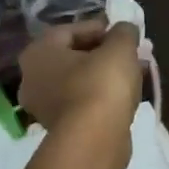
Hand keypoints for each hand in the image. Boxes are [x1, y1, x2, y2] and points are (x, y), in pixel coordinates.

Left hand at [17, 19, 142, 133]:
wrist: (94, 140)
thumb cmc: (101, 83)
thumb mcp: (119, 48)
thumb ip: (123, 32)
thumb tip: (125, 29)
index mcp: (38, 51)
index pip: (71, 30)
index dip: (101, 28)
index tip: (125, 33)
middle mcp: (32, 77)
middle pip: (74, 56)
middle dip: (105, 53)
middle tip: (132, 53)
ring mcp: (43, 106)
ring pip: (79, 81)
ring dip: (106, 75)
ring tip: (136, 73)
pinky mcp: (59, 128)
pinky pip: (83, 102)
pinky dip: (102, 96)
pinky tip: (126, 96)